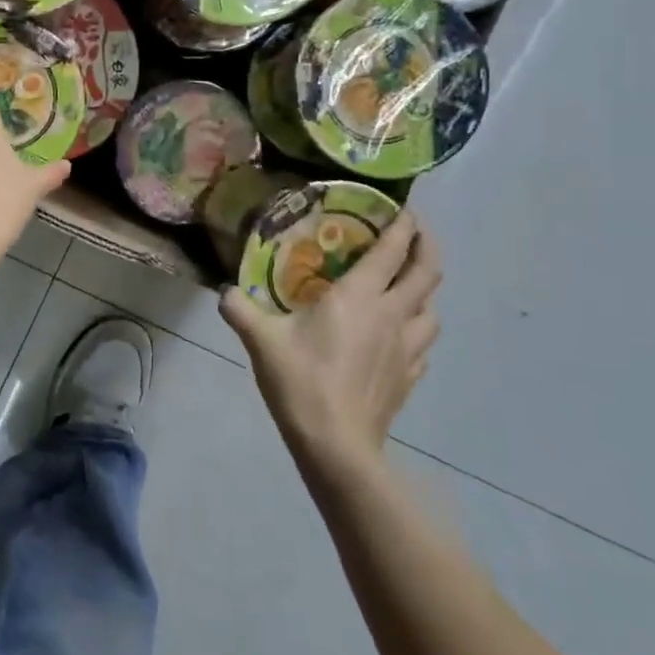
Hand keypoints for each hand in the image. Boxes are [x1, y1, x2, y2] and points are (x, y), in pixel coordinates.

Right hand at [219, 210, 440, 476]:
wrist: (336, 445)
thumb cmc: (302, 381)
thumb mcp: (261, 340)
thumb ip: (239, 309)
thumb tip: (223, 290)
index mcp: (360, 297)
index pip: (393, 250)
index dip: (405, 225)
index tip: (406, 209)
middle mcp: (392, 315)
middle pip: (428, 273)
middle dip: (426, 247)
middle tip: (415, 234)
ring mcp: (406, 348)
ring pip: (432, 309)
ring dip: (424, 291)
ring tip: (406, 286)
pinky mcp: (409, 377)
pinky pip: (423, 343)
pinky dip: (416, 329)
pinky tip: (398, 336)